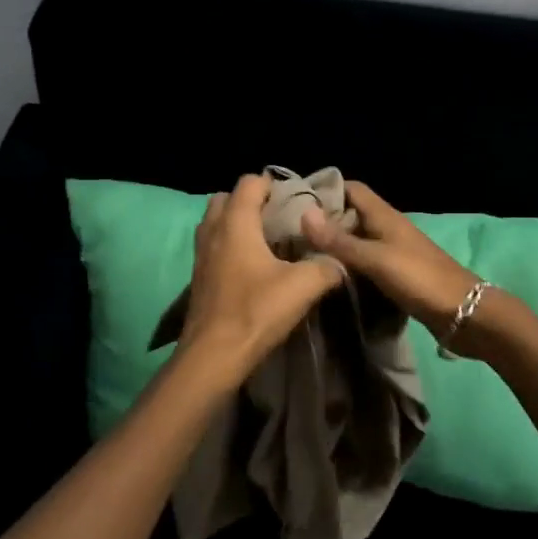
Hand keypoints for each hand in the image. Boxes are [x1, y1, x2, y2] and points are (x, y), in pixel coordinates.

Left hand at [180, 174, 344, 381]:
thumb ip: (326, 267)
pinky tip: (252, 269)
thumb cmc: (255, 311)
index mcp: (235, 223)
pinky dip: (229, 248)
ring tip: (266, 243)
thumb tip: (340, 262)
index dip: (273, 185)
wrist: (213, 356)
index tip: (295, 200)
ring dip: (237, 225)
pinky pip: (213, 248)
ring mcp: (201, 255)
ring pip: (216, 224)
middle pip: (226, 199)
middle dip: (251, 203)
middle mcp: (213, 231)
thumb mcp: (302, 287)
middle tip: (279, 220)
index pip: (249, 183)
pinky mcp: (198, 278)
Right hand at [300, 181, 478, 339]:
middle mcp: (388, 228)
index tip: (295, 202)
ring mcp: (393, 252)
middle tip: (289, 235)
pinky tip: (330, 278)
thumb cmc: (419, 278)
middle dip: (324, 221)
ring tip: (302, 257)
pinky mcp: (397, 274)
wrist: (463, 312)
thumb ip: (340, 240)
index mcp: (384, 216)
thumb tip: (304, 214)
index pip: (352, 189)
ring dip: (335, 246)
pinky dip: (349, 266)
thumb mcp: (375, 259)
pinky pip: (366, 263)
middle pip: (351, 215)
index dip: (326, 190)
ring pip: (358, 240)